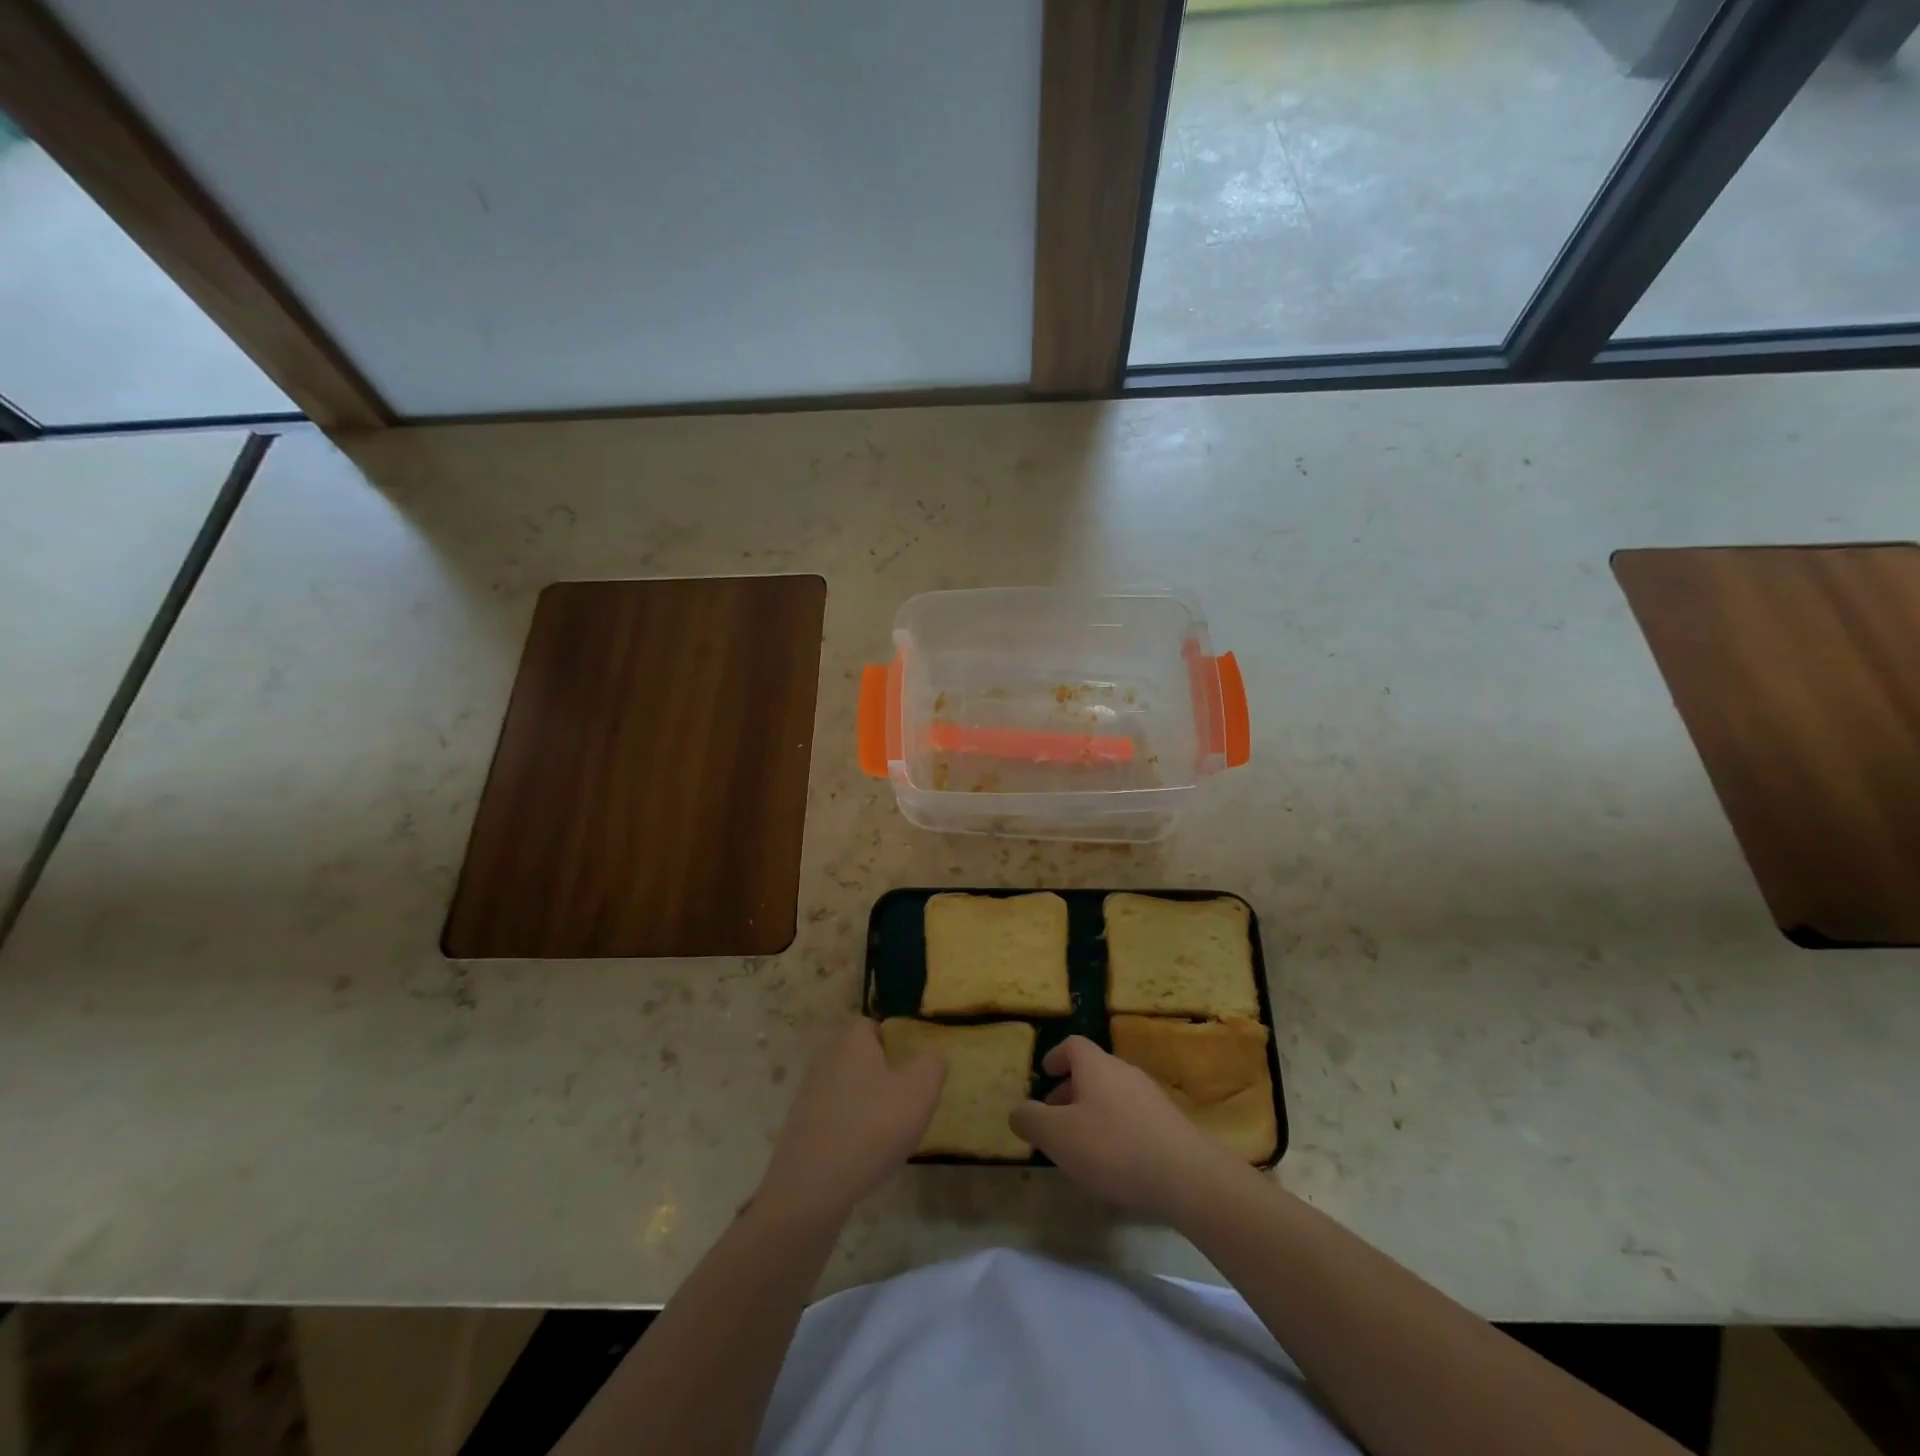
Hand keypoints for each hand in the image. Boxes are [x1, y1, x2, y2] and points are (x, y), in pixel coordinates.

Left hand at [756, 1018, 944, 1224]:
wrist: (812, 1188)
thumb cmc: (872, 1128)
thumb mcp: (920, 1092)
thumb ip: (932, 1066)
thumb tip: (931, 1056)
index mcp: (852, 1041)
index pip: (872, 1026)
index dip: (894, 1042)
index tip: (911, 1067)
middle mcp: (825, 1060)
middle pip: (859, 1058)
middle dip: (881, 1075)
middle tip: (905, 1100)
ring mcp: (808, 1095)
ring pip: (846, 1089)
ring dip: (865, 1104)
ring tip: (888, 1132)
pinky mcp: (800, 1128)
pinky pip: (833, 1118)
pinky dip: (849, 1129)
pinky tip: (864, 1155)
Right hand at [1010, 1035, 1234, 1217]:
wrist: (1186, 1175)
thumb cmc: (1112, 1147)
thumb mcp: (1058, 1136)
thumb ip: (1031, 1120)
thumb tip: (1017, 1111)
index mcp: (1096, 1065)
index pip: (1073, 1045)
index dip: (1056, 1056)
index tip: (1045, 1073)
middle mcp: (1124, 1071)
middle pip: (1093, 1070)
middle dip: (1070, 1091)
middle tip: (1055, 1117)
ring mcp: (1150, 1096)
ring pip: (1112, 1094)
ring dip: (1092, 1111)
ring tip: (1081, 1144)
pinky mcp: (1169, 1123)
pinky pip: (1132, 1115)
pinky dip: (1115, 1128)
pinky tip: (1114, 1161)